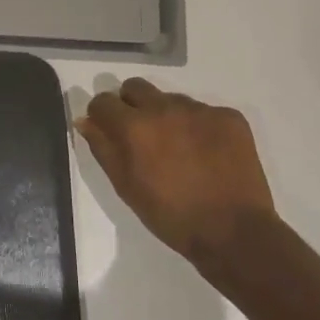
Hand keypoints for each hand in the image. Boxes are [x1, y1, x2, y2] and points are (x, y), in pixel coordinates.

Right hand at [75, 77, 277, 265]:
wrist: (234, 232)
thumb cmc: (170, 215)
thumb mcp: (125, 186)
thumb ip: (102, 148)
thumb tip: (85, 121)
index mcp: (134, 126)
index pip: (103, 101)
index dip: (101, 116)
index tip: (107, 131)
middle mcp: (164, 108)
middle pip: (135, 87)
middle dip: (130, 105)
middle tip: (141, 136)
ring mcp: (200, 110)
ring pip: (170, 99)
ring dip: (166, 116)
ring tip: (178, 149)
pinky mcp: (230, 117)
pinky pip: (203, 111)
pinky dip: (198, 127)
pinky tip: (206, 153)